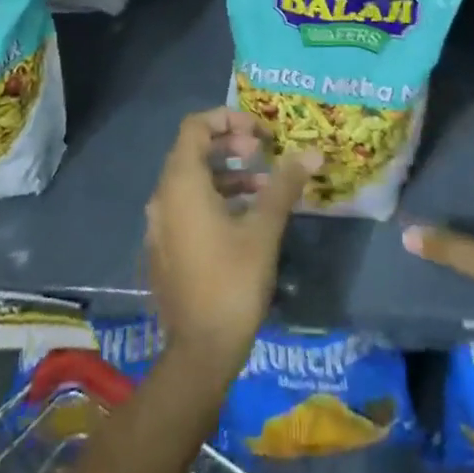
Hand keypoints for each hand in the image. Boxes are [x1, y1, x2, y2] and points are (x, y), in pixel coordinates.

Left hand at [144, 109, 319, 376]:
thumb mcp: (264, 229)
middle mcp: (163, 197)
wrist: (200, 354)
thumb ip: (284, 185)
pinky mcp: (166, 248)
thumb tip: (313, 152)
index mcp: (181, 184)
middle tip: (262, 153)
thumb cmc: (232, 282)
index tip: (259, 132)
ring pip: (192, 180)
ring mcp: (160, 225)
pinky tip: (247, 217)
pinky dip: (215, 198)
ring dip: (226, 173)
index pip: (195, 126)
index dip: (227, 118)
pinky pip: (187, 206)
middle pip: (192, 150)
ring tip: (264, 185)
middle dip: (229, 144)